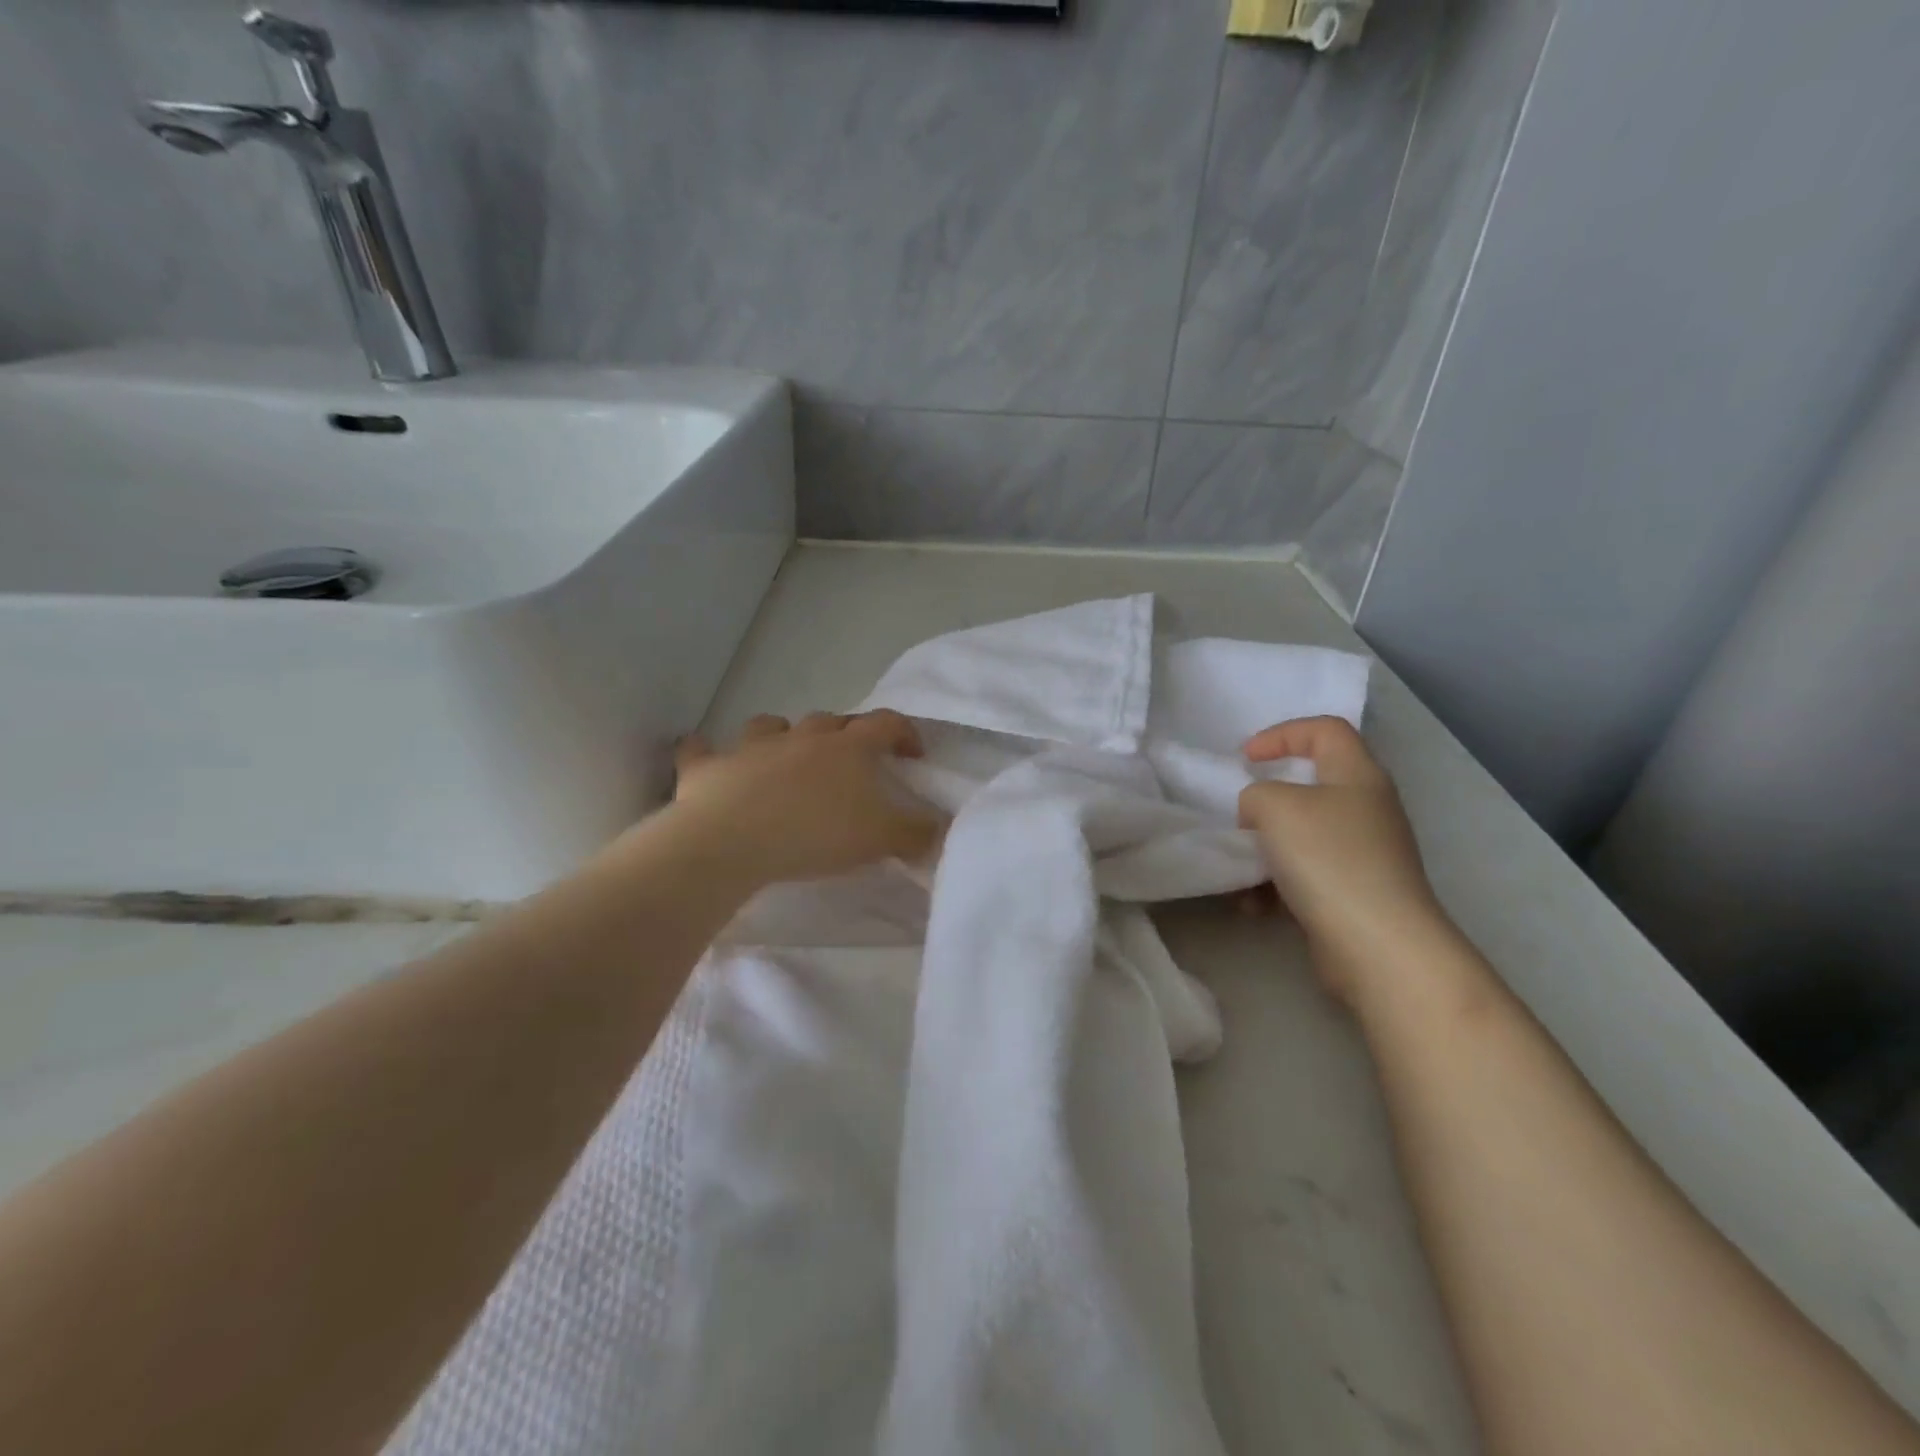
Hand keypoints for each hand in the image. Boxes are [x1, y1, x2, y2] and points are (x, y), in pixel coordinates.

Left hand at [663, 710, 943, 889]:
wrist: (734, 841)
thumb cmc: (816, 834)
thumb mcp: (881, 838)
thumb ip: (917, 832)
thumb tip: (940, 828)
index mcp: (847, 748)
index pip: (886, 724)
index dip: (905, 733)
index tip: (914, 754)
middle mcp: (801, 737)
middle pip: (830, 722)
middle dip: (845, 735)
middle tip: (852, 761)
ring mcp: (751, 747)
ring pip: (771, 726)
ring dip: (783, 736)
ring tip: (788, 757)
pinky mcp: (709, 767)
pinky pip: (701, 750)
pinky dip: (704, 752)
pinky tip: (706, 758)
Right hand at [1238, 717, 1450, 1005]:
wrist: (1376, 944)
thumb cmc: (1328, 859)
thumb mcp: (1274, 806)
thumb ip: (1255, 795)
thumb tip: (1259, 816)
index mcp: (1357, 775)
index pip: (1325, 730)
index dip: (1282, 733)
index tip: (1245, 758)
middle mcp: (1367, 808)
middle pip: (1313, 785)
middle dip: (1268, 800)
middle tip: (1242, 815)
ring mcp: (1364, 853)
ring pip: (1302, 835)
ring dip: (1265, 849)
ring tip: (1243, 870)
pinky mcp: (1354, 893)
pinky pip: (1305, 875)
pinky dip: (1276, 885)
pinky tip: (1256, 905)